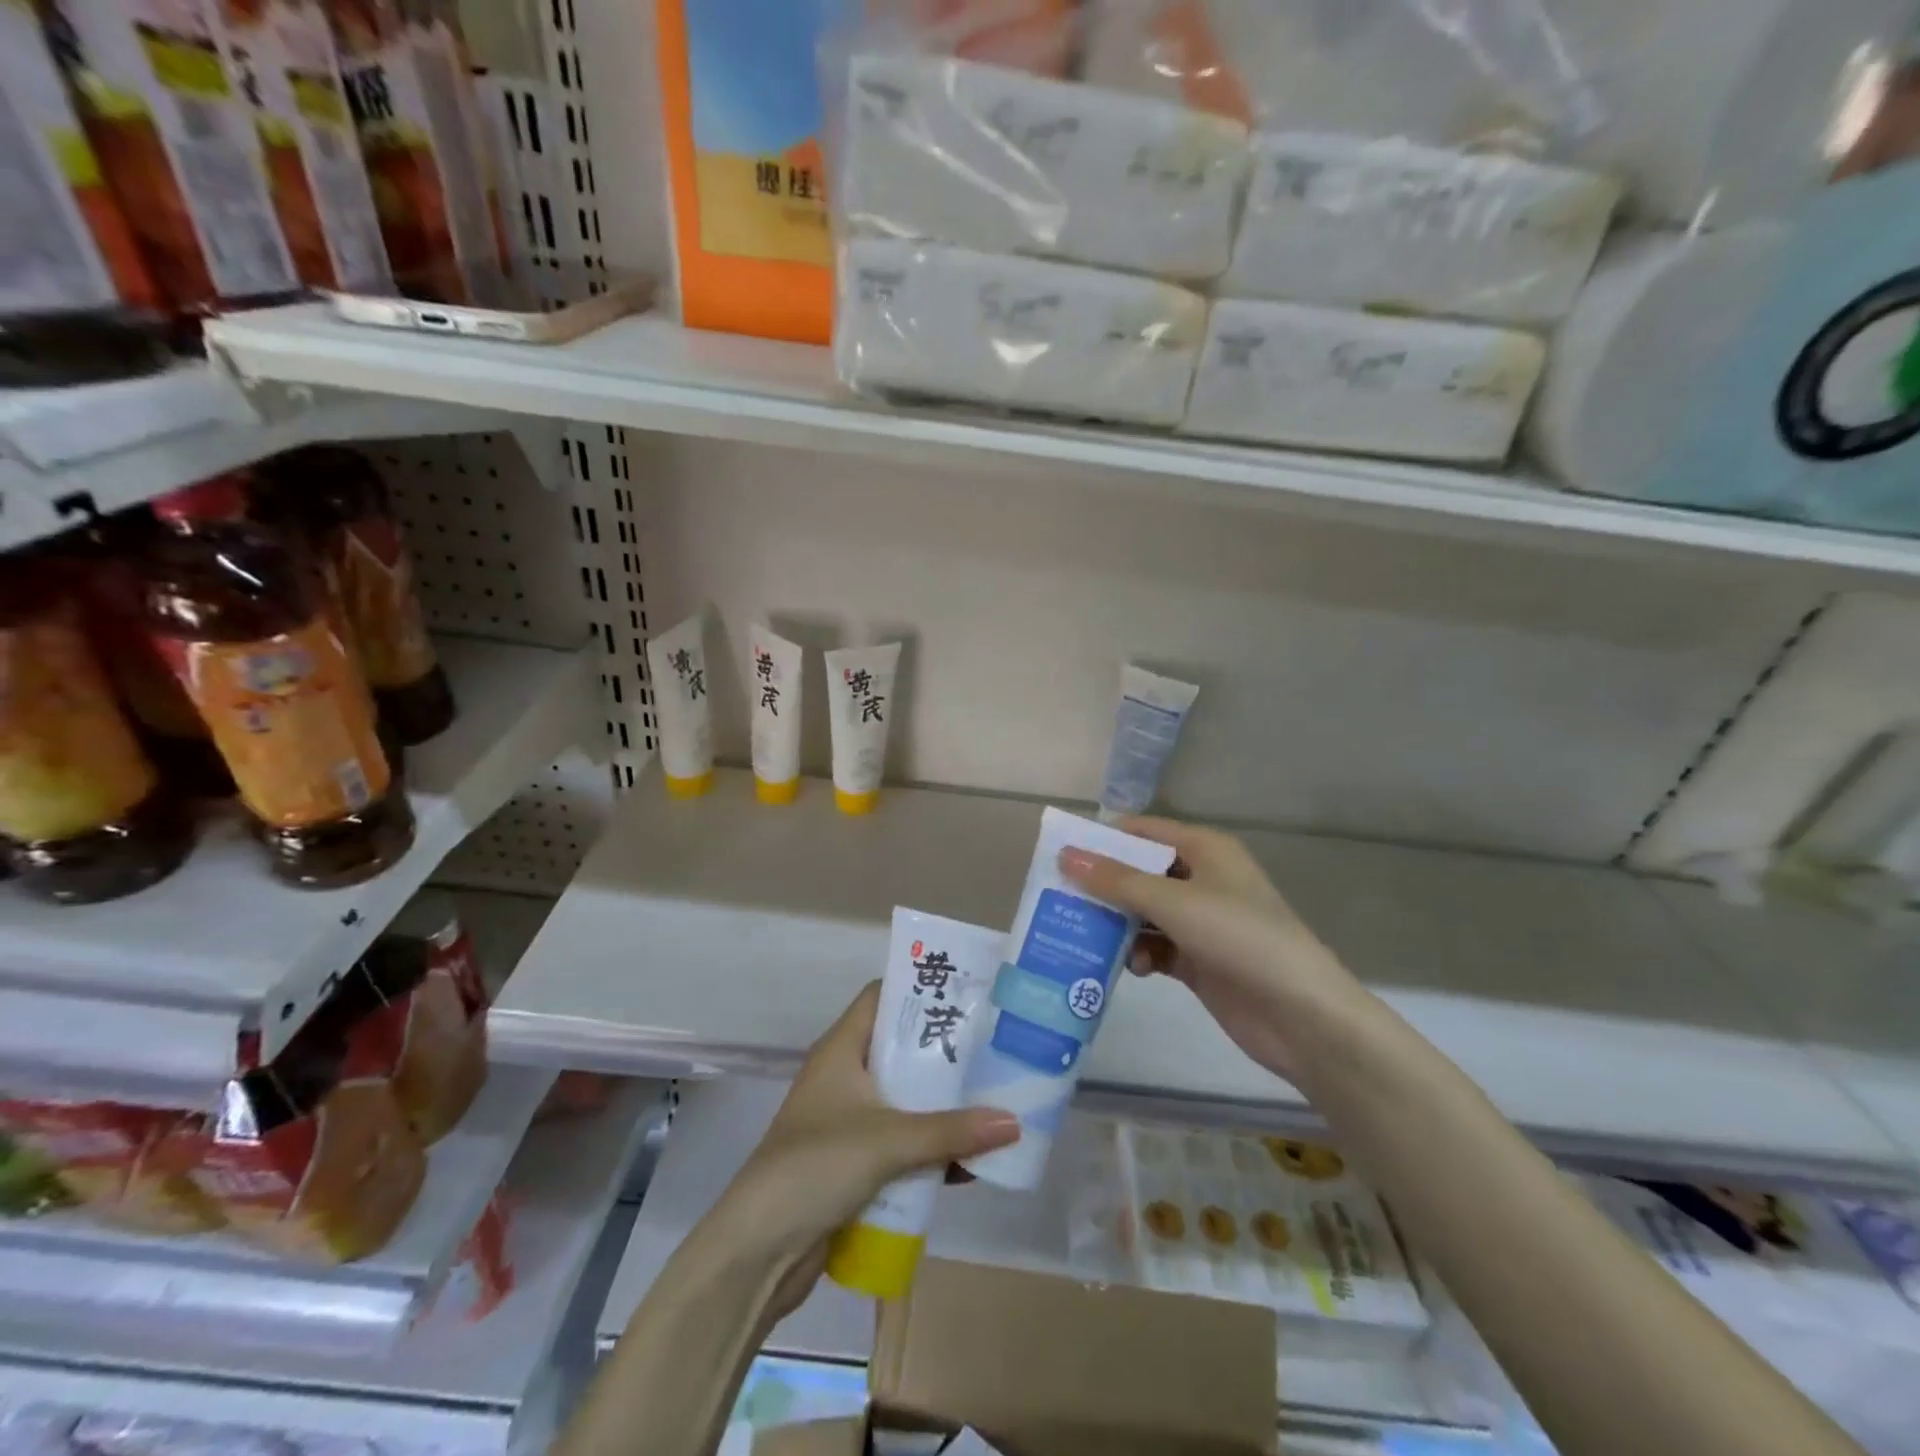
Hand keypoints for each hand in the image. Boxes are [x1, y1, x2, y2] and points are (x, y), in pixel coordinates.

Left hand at [709, 982, 1019, 1316]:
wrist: (758, 1251)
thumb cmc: (816, 1167)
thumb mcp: (888, 1141)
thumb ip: (951, 1132)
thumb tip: (1015, 1123)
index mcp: (841, 1049)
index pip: (881, 997)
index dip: (919, 990)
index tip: (968, 992)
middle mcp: (845, 1077)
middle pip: (900, 1050)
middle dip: (944, 1053)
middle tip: (994, 1048)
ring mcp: (848, 1121)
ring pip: (904, 1100)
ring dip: (942, 1106)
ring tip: (994, 1100)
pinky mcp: (854, 1163)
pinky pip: (901, 1144)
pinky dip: (929, 1150)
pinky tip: (969, 1163)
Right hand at [1059, 817, 1359, 1082]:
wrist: (1301, 1016)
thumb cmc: (1240, 938)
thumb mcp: (1174, 902)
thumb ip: (1117, 880)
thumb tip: (1066, 855)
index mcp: (1205, 850)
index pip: (1143, 832)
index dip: (1103, 840)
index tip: (1060, 854)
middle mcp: (1202, 879)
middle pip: (1140, 873)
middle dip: (1104, 887)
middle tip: (1059, 899)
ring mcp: (1202, 922)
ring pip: (1144, 913)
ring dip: (1118, 925)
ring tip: (1086, 937)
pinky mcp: (1200, 960)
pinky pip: (1157, 947)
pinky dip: (1141, 954)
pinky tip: (1133, 969)